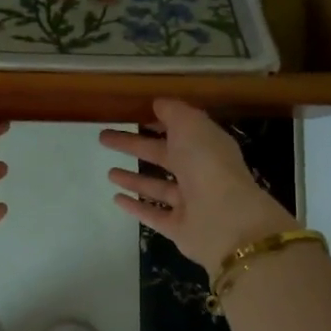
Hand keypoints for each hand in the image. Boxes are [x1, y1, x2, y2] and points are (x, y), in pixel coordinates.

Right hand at [100, 98, 294, 273]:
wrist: (226, 221)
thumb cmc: (208, 165)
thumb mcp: (191, 126)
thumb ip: (174, 112)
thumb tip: (158, 103)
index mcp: (206, 145)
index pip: (179, 130)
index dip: (157, 121)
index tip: (131, 114)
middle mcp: (199, 173)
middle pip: (162, 155)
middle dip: (133, 145)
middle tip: (104, 137)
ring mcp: (189, 202)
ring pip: (158, 187)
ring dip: (134, 179)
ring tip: (109, 173)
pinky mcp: (178, 228)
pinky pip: (153, 214)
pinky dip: (135, 206)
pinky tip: (115, 198)